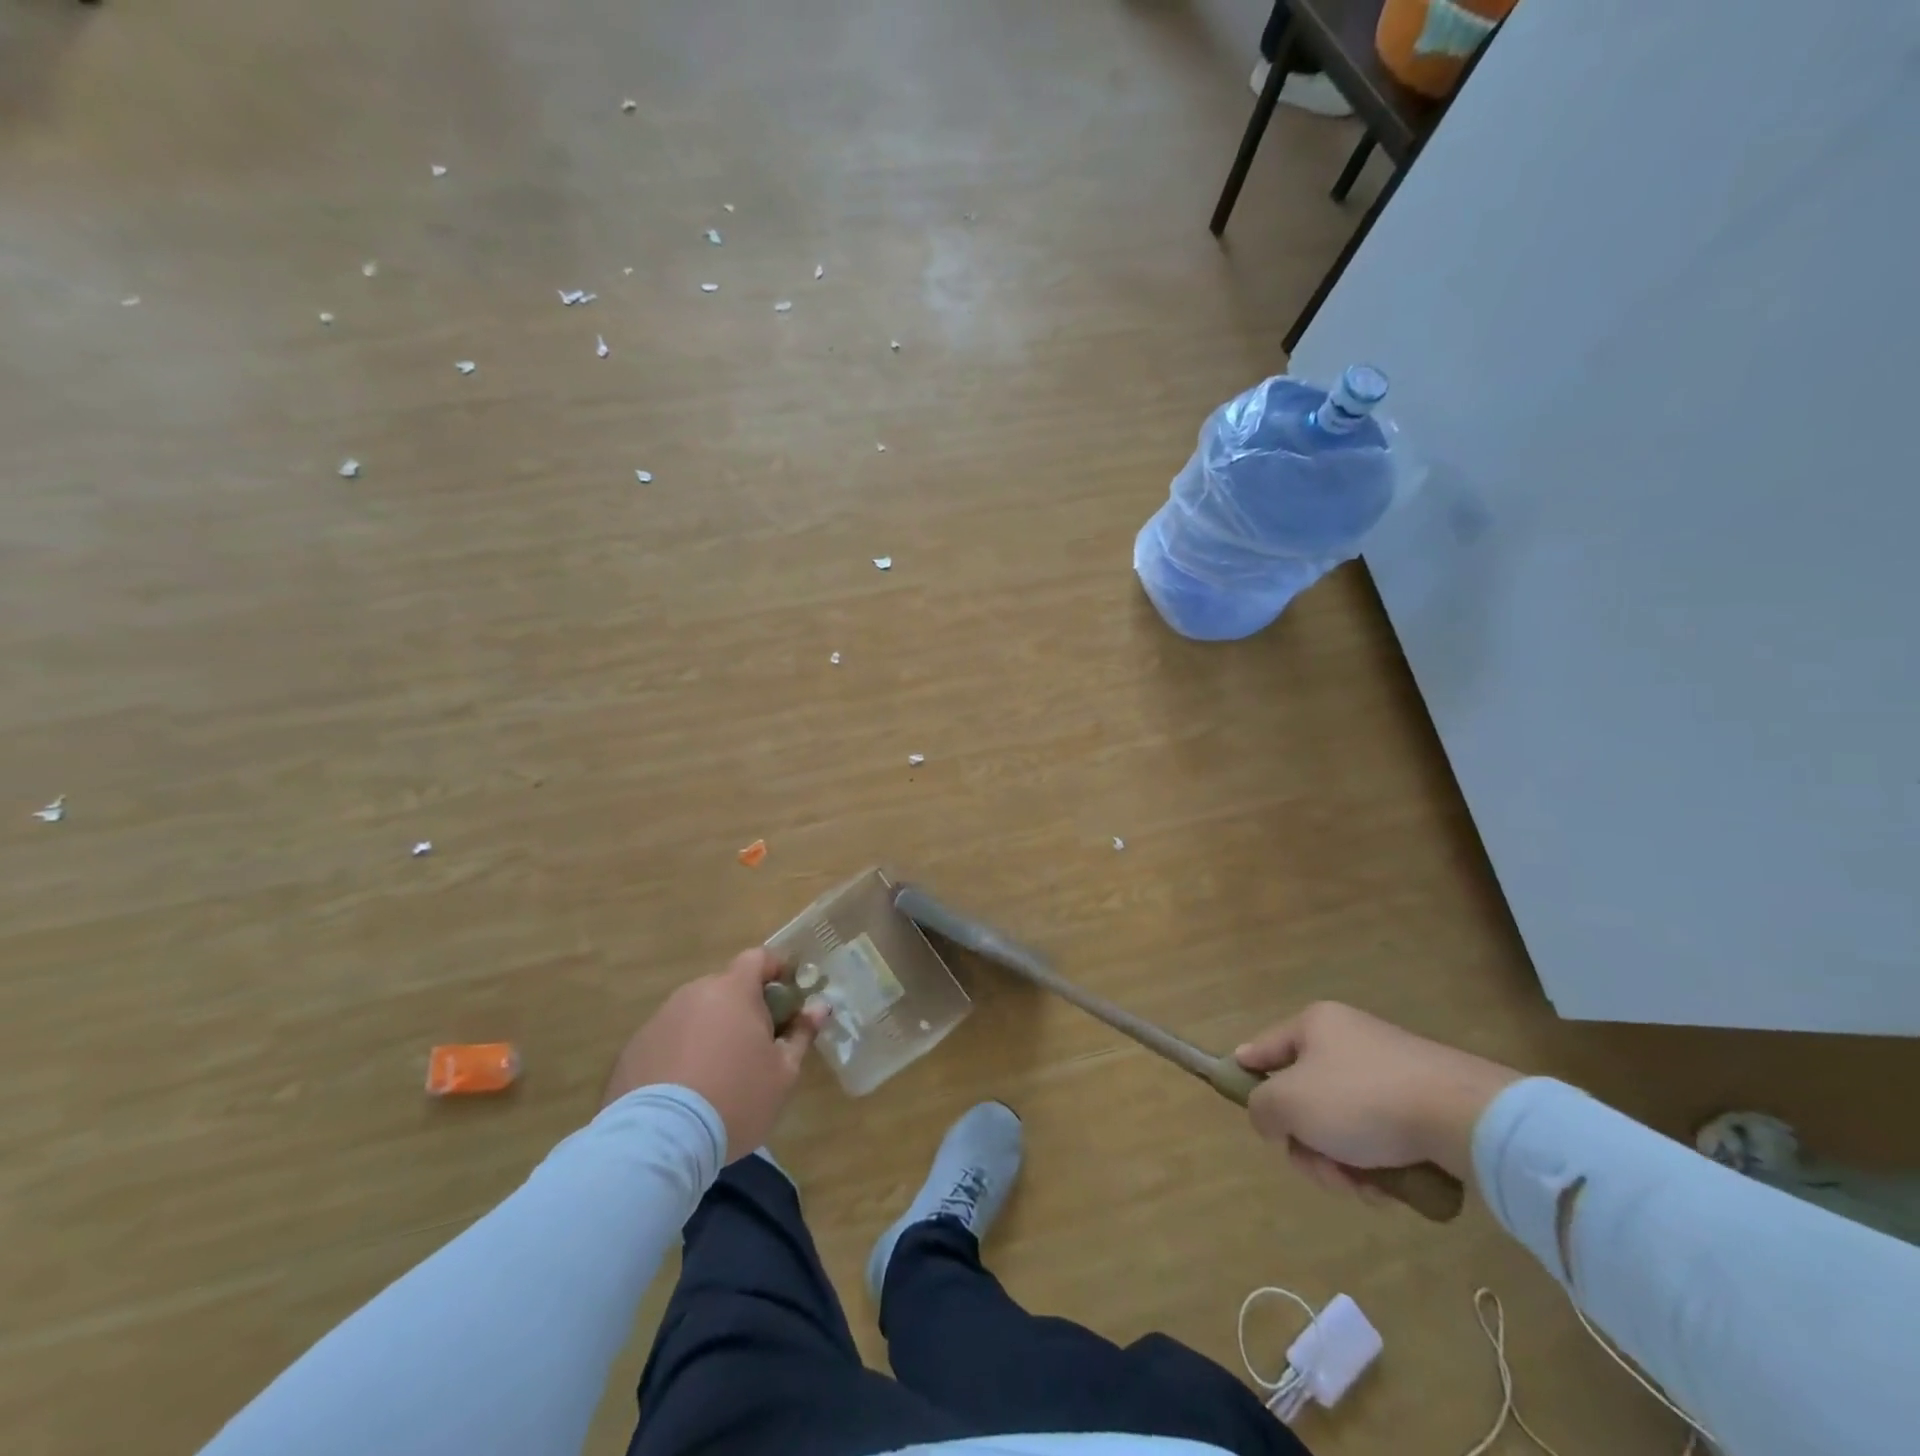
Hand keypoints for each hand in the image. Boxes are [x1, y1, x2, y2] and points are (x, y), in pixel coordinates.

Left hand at [602, 949, 826, 1160]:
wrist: (659, 1142)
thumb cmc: (735, 1099)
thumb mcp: (783, 1073)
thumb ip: (801, 1034)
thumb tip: (819, 1007)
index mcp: (733, 991)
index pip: (758, 958)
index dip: (775, 971)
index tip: (786, 998)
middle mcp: (694, 993)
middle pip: (726, 988)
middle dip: (743, 1008)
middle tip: (755, 1046)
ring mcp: (660, 1019)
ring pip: (695, 1014)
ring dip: (710, 1031)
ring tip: (717, 1074)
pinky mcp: (633, 1049)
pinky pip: (668, 1040)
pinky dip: (680, 1054)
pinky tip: (685, 1092)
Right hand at [1235, 1002, 1520, 1198]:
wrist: (1465, 1118)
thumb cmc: (1361, 1100)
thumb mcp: (1290, 1103)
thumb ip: (1261, 1107)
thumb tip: (1270, 1117)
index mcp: (1315, 1024)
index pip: (1264, 1047)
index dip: (1245, 1070)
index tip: (1240, 1095)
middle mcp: (1350, 1039)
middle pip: (1306, 1097)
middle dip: (1309, 1144)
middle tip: (1322, 1171)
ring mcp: (1389, 1070)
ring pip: (1343, 1124)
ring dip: (1343, 1163)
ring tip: (1364, 1189)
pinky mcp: (1423, 1102)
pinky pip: (1380, 1135)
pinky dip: (1377, 1165)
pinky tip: (1389, 1189)